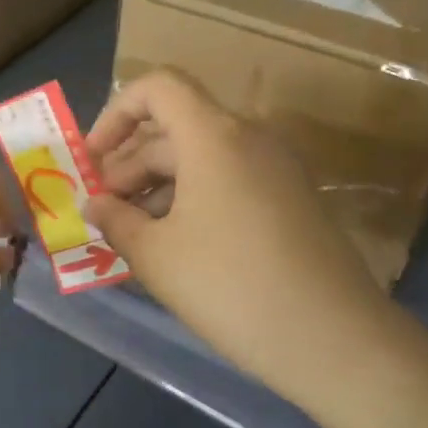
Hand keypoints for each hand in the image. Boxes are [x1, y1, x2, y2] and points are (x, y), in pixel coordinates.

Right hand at [84, 69, 405, 405]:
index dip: (116, 114)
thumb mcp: (155, 256)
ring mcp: (276, 170)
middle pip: (175, 128)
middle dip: (129, 165)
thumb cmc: (230, 286)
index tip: (92, 161)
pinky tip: (173, 247)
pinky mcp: (291, 201)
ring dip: (157, 187)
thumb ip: (115, 221)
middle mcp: (249, 139)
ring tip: (131, 236)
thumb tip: (96, 205)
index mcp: (213, 136)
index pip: (157, 87)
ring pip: (201, 159)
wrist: (335, 341)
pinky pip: (228, 182)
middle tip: (102, 213)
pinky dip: (191, 201)